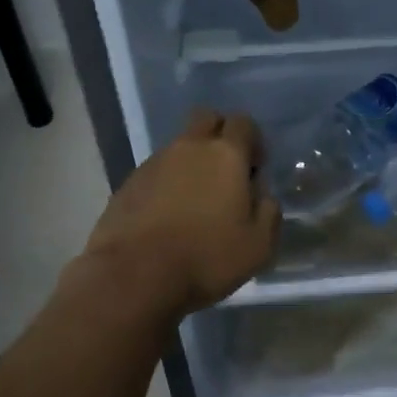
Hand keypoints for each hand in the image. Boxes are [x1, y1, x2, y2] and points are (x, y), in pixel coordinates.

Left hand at [82, 109, 279, 317]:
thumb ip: (268, 212)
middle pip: (207, 119)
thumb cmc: (205, 257)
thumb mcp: (258, 245)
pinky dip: (165, 183)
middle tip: (224, 171)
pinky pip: (155, 171)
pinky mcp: (128, 183)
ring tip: (193, 201)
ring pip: (179, 146)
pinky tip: (166, 216)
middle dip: (219, 135)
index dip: (252, 140)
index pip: (243, 122)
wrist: (133, 276)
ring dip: (190, 162)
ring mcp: (155, 162)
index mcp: (226, 154)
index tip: (253, 169)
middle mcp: (190, 147)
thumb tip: (263, 195)